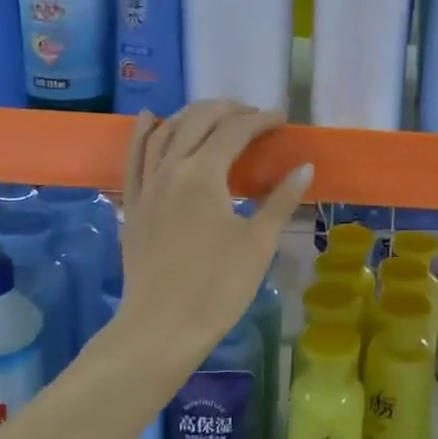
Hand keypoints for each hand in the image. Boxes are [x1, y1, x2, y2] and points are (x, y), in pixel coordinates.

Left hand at [114, 101, 311, 363]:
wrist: (161, 328)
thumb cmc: (217, 287)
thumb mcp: (257, 242)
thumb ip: (280, 200)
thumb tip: (304, 167)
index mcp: (203, 174)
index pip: (234, 131)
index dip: (260, 120)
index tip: (282, 119)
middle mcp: (170, 169)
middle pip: (196, 122)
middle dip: (227, 110)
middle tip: (252, 115)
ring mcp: (146, 186)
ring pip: (164, 133)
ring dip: (190, 115)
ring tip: (212, 113)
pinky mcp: (133, 205)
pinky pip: (134, 157)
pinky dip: (144, 133)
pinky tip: (150, 119)